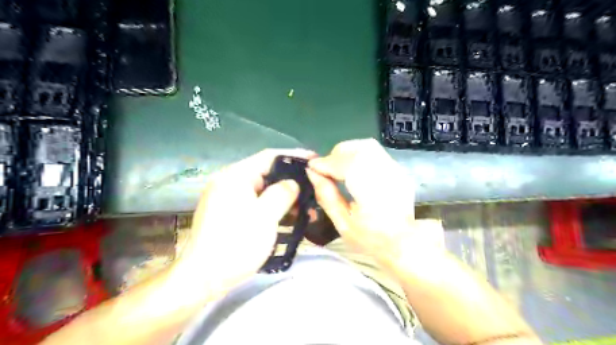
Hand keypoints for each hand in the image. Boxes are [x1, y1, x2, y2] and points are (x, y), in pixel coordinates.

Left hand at [173, 148, 316, 298]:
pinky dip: (273, 207)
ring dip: (285, 197)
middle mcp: (230, 182)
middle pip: (267, 173)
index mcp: (236, 176)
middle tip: (314, 189)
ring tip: (306, 208)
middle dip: (292, 181)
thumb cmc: (236, 244)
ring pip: (263, 190)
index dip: (294, 156)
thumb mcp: (265, 216)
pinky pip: (257, 203)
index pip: (270, 156)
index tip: (315, 160)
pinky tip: (289, 217)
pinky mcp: (230, 212)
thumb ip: (283, 193)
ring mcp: (228, 198)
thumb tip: (293, 183)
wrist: (202, 278)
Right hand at [306, 138, 442, 266]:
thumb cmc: (371, 239)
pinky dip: (358, 155)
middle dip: (336, 154)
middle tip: (325, 169)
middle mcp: (388, 176)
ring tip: (337, 167)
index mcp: (373, 194)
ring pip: (367, 146)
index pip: (346, 165)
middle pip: (358, 149)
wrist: (405, 243)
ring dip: (347, 152)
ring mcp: (396, 171)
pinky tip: (352, 169)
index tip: (311, 167)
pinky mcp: (398, 170)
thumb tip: (311, 172)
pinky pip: (375, 153)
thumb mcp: (342, 223)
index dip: (326, 163)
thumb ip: (326, 195)